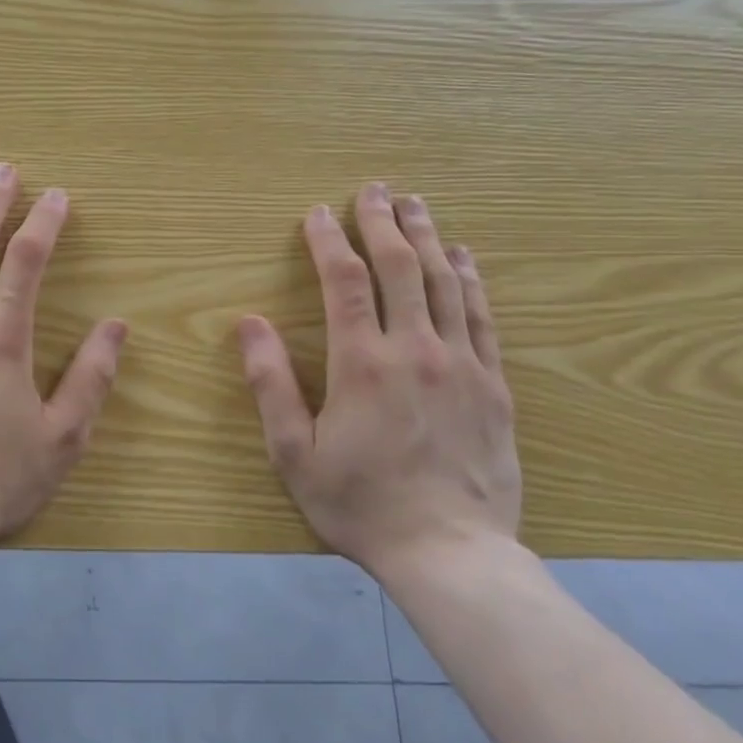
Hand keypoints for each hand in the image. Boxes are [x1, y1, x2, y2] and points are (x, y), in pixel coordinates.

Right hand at [237, 183, 518, 577]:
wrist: (451, 553)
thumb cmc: (359, 503)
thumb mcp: (293, 452)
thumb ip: (270, 383)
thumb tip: (248, 323)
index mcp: (362, 363)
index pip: (344, 281)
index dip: (329, 240)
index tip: (317, 213)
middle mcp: (415, 350)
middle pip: (400, 267)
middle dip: (382, 222)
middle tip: (374, 189)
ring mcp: (461, 365)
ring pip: (445, 283)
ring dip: (427, 237)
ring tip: (415, 204)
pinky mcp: (493, 385)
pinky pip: (482, 317)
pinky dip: (472, 279)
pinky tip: (465, 256)